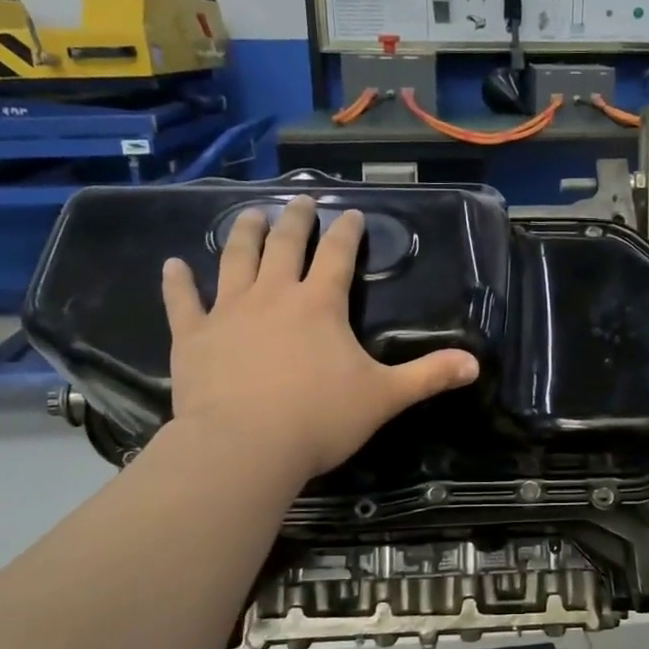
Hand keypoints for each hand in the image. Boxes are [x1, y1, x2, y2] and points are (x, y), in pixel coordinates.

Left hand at [160, 197, 479, 482]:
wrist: (244, 447)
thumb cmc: (319, 419)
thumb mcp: (384, 397)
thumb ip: (428, 376)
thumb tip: (475, 364)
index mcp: (320, 305)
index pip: (338, 255)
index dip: (346, 231)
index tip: (350, 213)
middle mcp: (274, 295)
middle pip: (285, 245)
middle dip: (295, 219)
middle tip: (300, 200)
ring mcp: (228, 312)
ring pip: (235, 260)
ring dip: (244, 233)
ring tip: (250, 213)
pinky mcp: (193, 336)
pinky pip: (182, 302)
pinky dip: (177, 282)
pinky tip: (172, 264)